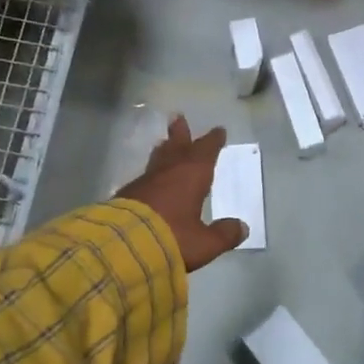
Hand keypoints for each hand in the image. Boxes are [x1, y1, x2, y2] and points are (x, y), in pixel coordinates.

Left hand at [115, 115, 248, 272]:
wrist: (122, 246)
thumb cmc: (171, 238)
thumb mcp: (204, 243)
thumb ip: (224, 234)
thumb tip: (242, 228)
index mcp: (192, 175)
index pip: (206, 151)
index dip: (213, 141)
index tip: (218, 130)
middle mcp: (169, 171)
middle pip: (177, 146)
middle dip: (181, 133)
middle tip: (179, 117)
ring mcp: (145, 181)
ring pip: (159, 158)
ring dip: (165, 149)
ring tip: (165, 142)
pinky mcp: (127, 194)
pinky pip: (145, 176)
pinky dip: (152, 172)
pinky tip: (150, 178)